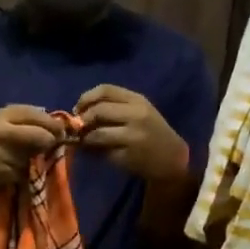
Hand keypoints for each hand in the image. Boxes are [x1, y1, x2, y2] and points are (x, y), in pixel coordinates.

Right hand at [0, 105, 65, 191]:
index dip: (53, 125)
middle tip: (50, 147)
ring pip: (34, 156)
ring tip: (22, 160)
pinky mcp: (0, 172)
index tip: (62, 132)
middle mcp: (1, 129)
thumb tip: (59, 124)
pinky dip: (24, 174)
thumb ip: (28, 121)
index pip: (38, 115)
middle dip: (49, 142)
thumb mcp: (3, 125)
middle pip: (41, 135)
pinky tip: (12, 172)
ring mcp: (0, 152)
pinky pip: (24, 172)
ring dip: (35, 160)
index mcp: (3, 114)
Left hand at [75, 85, 190, 182]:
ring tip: (84, 142)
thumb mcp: (138, 113)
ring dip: (85, 139)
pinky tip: (94, 153)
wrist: (172, 158)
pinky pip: (102, 152)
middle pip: (98, 110)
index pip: (105, 90)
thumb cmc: (152, 134)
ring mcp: (132, 136)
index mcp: (137, 100)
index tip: (78, 109)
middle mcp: (136, 114)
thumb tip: (79, 113)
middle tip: (78, 128)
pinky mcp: (128, 155)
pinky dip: (93, 152)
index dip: (86, 98)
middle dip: (82, 119)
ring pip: (97, 133)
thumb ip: (114, 109)